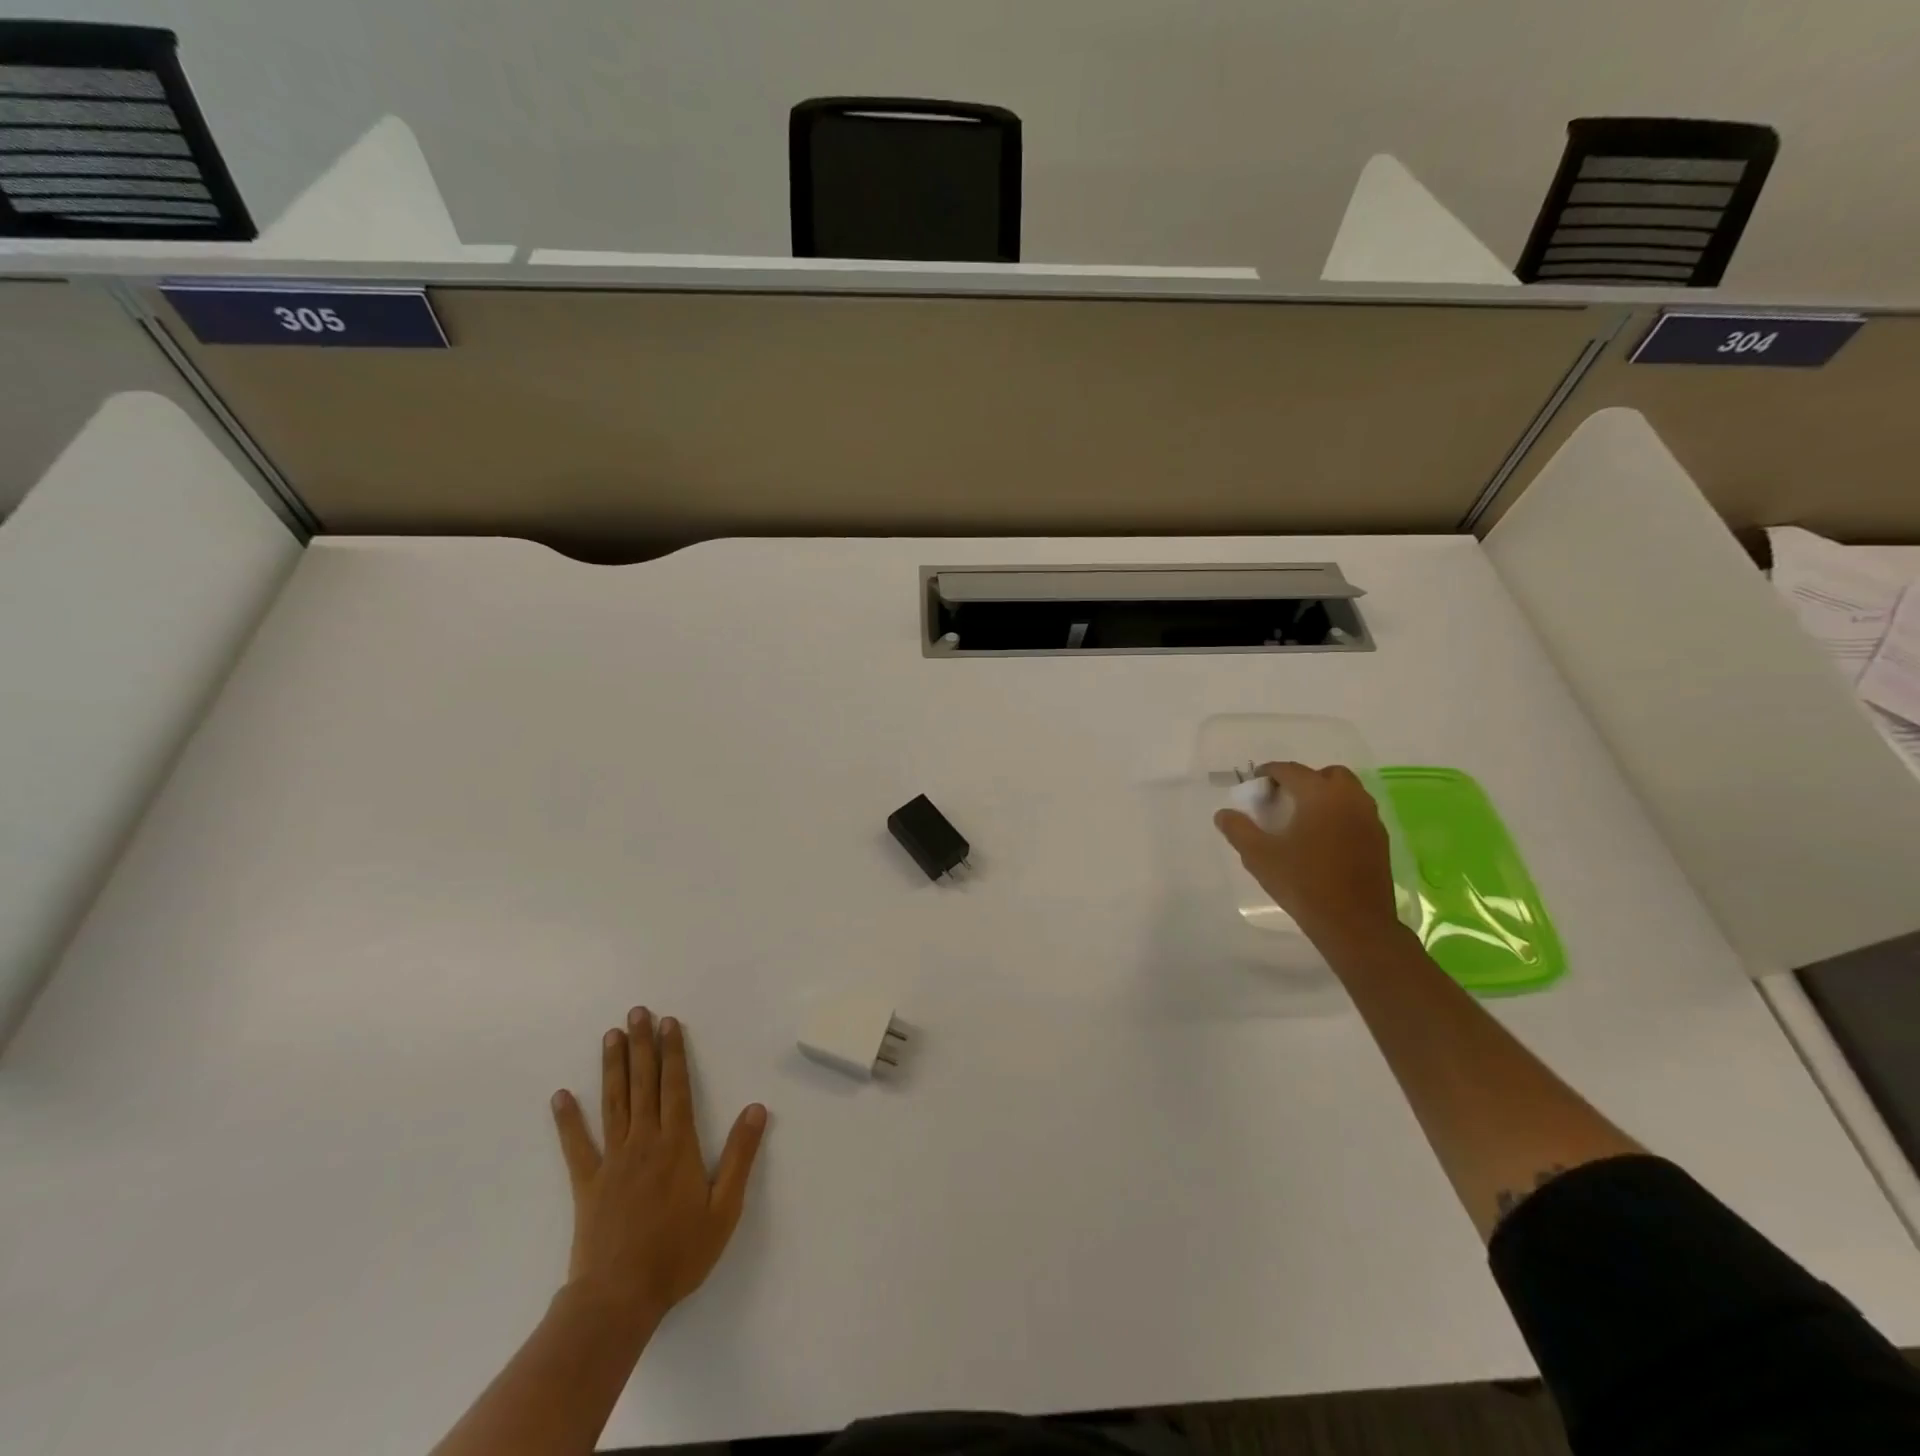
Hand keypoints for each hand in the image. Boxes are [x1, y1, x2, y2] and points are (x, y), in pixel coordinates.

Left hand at [549, 1009, 767, 1333]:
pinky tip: (560, 1097)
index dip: (673, 1052)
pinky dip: (567, 1120)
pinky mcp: (587, 1184)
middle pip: (644, 1084)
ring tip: (611, 1035)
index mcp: (677, 1144)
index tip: (669, 1023)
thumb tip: (756, 1108)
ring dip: (613, 1067)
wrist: (619, 1298)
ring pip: (613, 1103)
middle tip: (637, 1013)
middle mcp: (644, 1142)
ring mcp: (613, 1160)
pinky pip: (577, 1146)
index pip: (676, 1086)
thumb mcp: (724, 1208)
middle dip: (642, 1045)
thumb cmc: (678, 1254)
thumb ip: (740, 1156)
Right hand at [1214, 761, 1399, 943]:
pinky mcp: (1380, 840)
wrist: (1355, 924)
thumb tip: (1223, 814)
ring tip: (1302, 819)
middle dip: (1303, 780)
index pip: (1290, 770)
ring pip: (1347, 792)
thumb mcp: (1259, 856)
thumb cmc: (1303, 884)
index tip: (1254, 785)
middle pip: (1326, 774)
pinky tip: (1323, 839)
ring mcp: (1369, 819)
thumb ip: (1238, 829)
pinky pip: (1357, 813)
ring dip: (1325, 796)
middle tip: (1283, 801)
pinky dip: (1339, 814)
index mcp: (1319, 795)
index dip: (1269, 773)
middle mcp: (1349, 798)